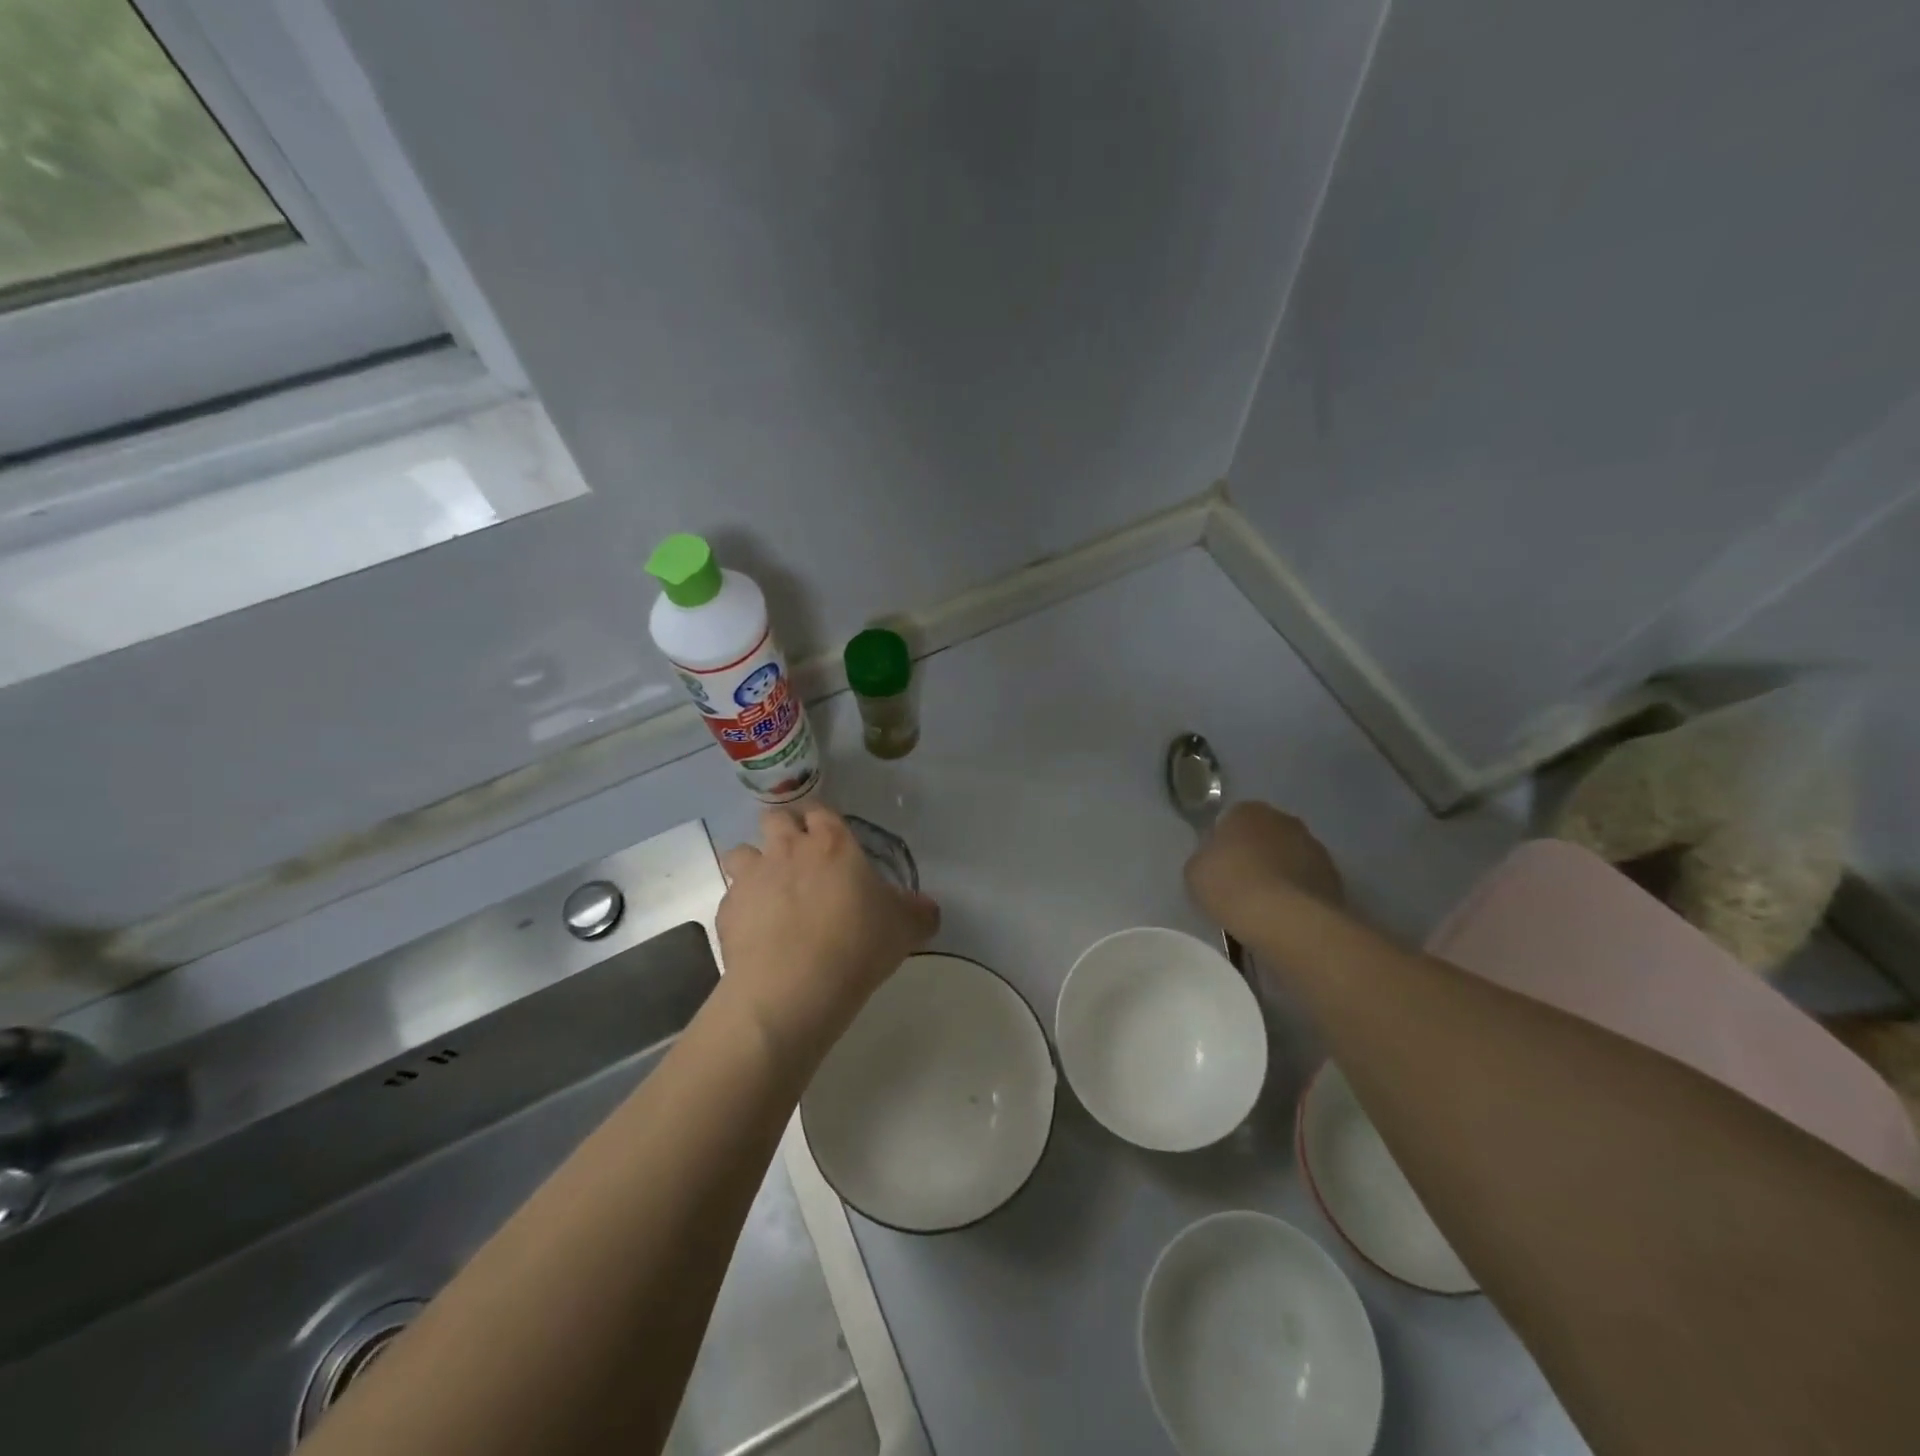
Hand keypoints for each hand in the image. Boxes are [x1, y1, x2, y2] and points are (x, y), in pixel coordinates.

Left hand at [717, 807, 940, 1067]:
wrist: (793, 986)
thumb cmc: (856, 945)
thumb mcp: (905, 928)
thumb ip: (918, 911)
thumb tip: (926, 907)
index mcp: (832, 844)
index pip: (821, 810)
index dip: (822, 821)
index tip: (829, 839)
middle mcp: (787, 849)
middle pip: (775, 818)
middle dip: (783, 831)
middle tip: (798, 858)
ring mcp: (752, 877)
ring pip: (742, 852)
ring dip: (753, 864)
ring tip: (769, 891)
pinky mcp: (727, 910)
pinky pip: (731, 897)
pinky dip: (742, 908)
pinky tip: (756, 932)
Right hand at [1185, 802, 1343, 940]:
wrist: (1285, 919)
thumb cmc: (1231, 886)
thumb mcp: (1195, 871)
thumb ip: (1205, 858)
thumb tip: (1216, 861)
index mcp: (1248, 810)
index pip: (1231, 821)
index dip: (1223, 844)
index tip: (1218, 868)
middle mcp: (1284, 820)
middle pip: (1264, 836)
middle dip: (1255, 856)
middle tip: (1240, 886)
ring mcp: (1315, 848)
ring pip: (1289, 858)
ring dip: (1279, 875)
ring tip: (1264, 907)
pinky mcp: (1334, 878)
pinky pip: (1306, 883)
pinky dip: (1297, 895)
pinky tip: (1284, 917)